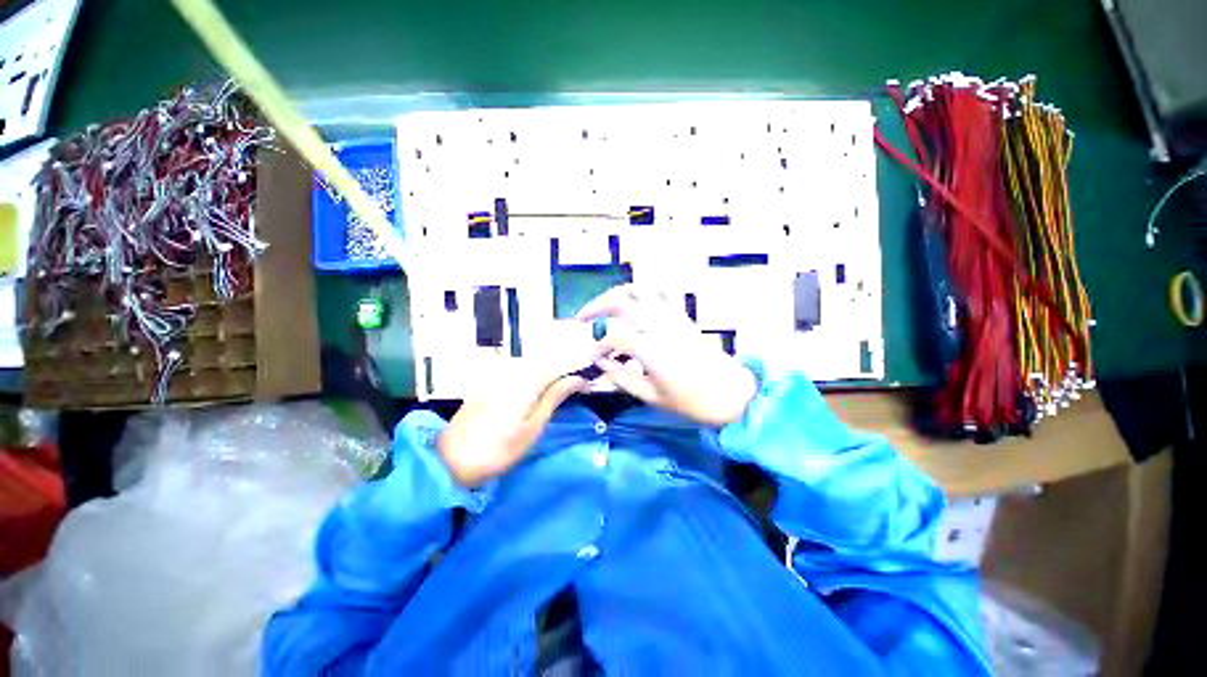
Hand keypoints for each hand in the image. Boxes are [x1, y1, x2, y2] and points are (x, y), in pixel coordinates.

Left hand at [437, 327, 598, 487]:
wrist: (450, 461)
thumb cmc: (498, 449)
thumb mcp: (533, 427)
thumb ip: (555, 397)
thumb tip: (578, 379)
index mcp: (525, 378)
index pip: (559, 364)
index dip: (577, 369)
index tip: (589, 381)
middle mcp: (512, 368)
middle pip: (546, 361)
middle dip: (563, 370)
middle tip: (578, 385)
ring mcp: (498, 372)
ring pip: (533, 365)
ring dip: (549, 373)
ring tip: (562, 387)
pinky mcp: (490, 380)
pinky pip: (519, 370)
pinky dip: (534, 376)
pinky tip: (538, 389)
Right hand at [576, 284, 758, 426]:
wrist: (731, 393)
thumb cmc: (691, 401)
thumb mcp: (652, 396)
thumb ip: (622, 377)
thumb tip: (601, 363)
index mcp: (650, 347)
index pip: (613, 337)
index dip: (598, 347)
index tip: (592, 357)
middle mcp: (658, 324)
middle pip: (621, 300)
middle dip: (596, 306)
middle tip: (582, 319)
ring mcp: (671, 316)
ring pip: (639, 290)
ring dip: (616, 295)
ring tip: (603, 308)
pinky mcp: (681, 316)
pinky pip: (656, 295)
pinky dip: (638, 295)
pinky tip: (631, 308)